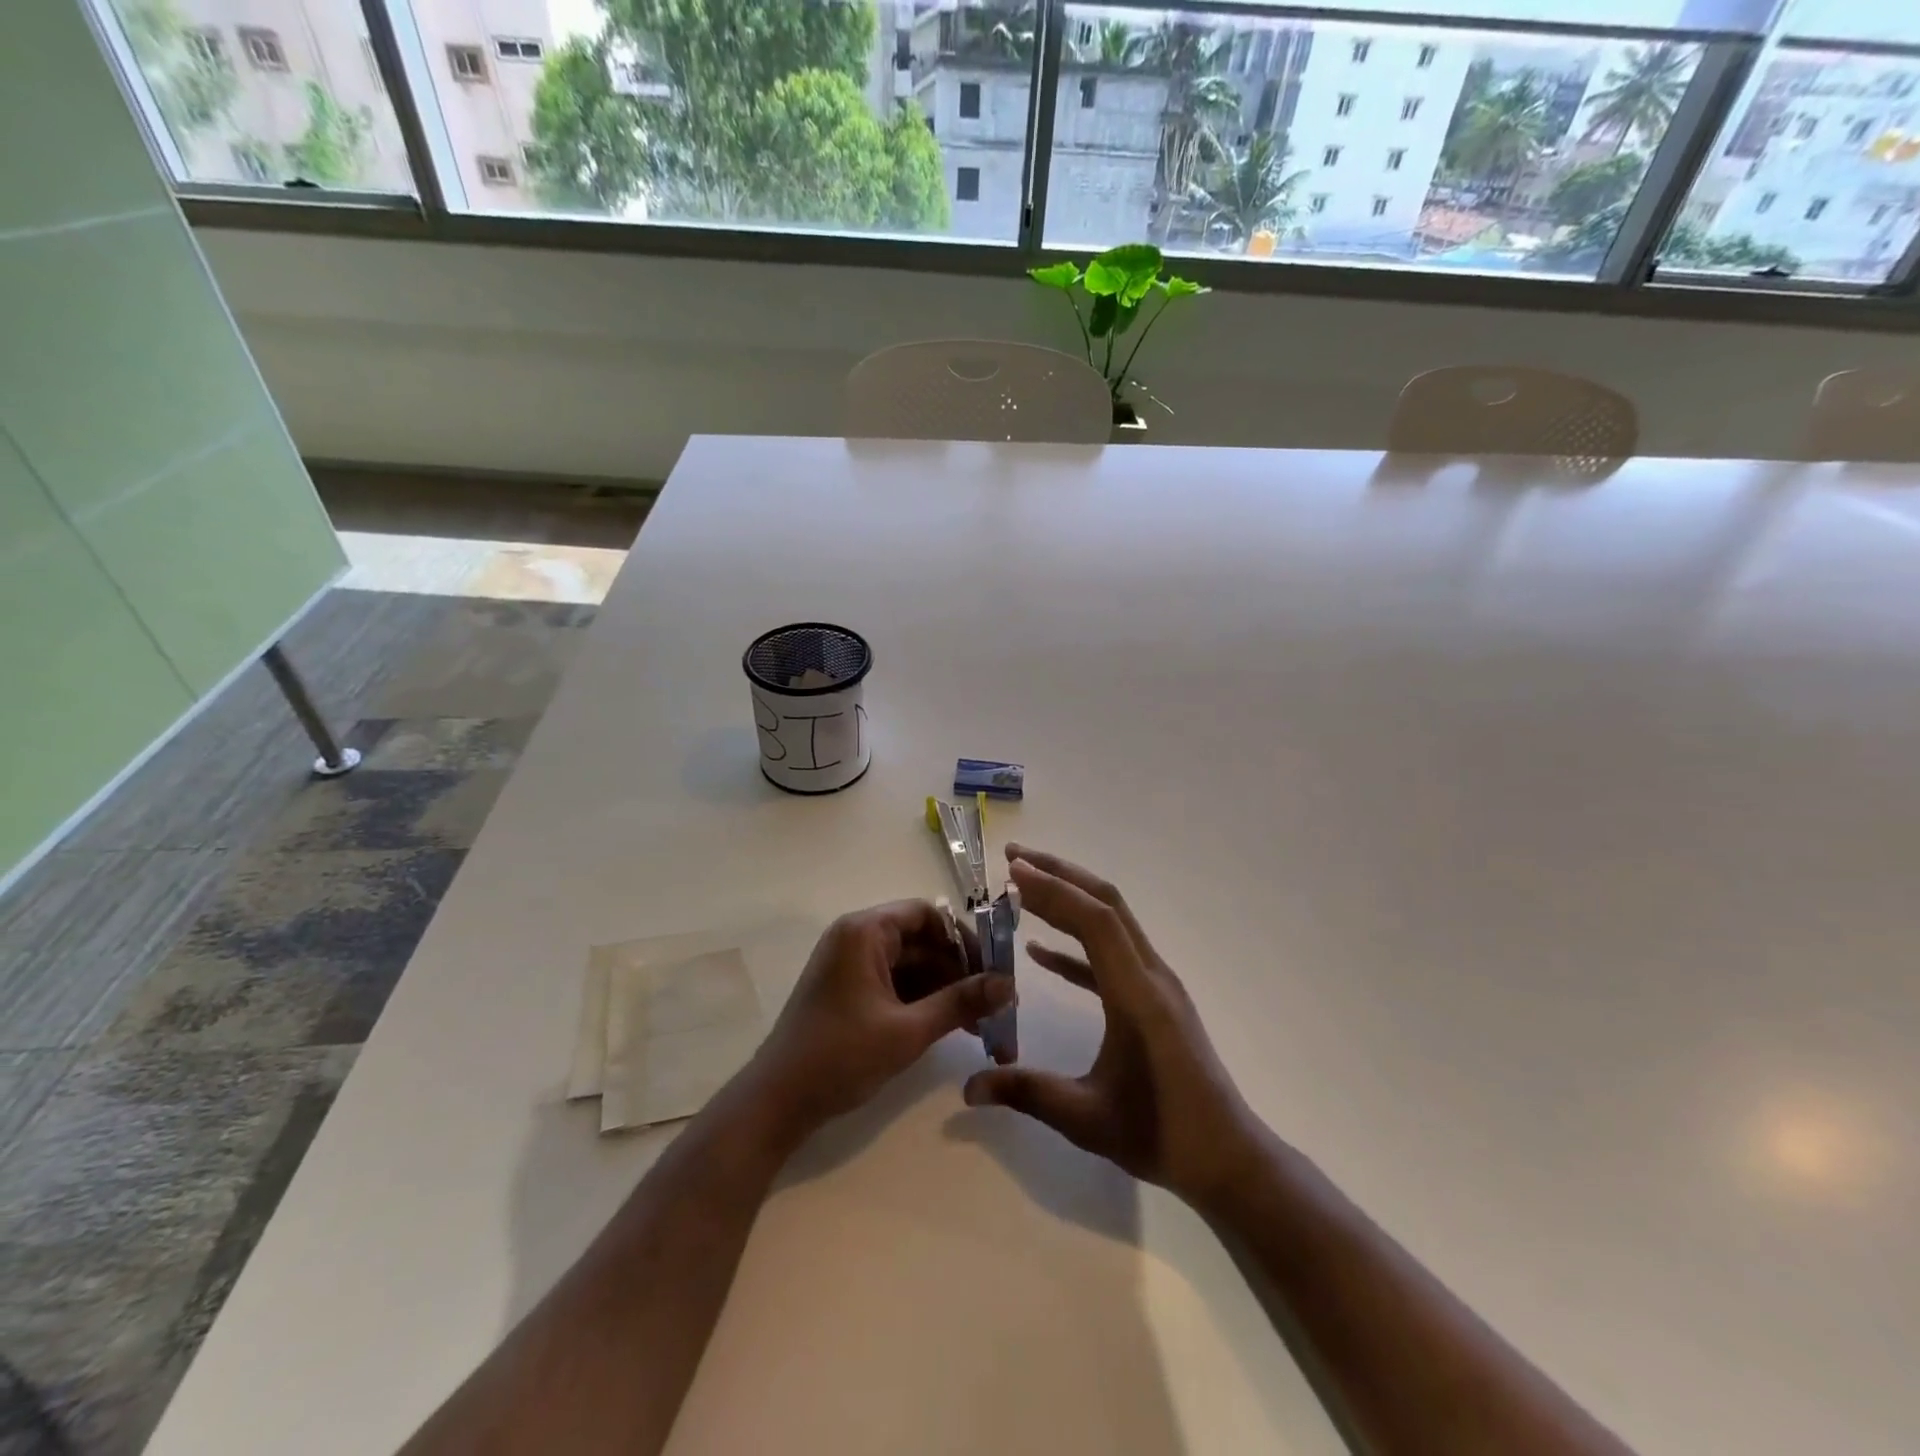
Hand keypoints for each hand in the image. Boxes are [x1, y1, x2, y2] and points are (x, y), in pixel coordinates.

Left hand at [749, 901, 1011, 1141]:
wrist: (776, 1102)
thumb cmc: (840, 1056)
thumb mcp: (908, 1031)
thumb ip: (961, 1002)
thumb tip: (1010, 985)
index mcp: (865, 931)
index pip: (928, 915)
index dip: (964, 940)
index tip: (994, 973)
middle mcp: (857, 937)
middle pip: (922, 941)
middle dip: (960, 972)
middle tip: (996, 1007)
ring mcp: (851, 964)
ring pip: (913, 965)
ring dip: (945, 990)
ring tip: (981, 1025)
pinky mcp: (850, 990)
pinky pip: (896, 983)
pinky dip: (923, 1001)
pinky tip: (950, 1027)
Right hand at [963, 847, 1258, 1211]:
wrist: (1227, 1157)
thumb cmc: (1161, 1136)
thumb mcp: (1087, 1119)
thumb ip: (1026, 1093)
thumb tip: (968, 1086)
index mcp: (1137, 994)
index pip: (1095, 921)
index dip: (1054, 890)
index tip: (1012, 872)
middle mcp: (1150, 975)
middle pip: (1106, 904)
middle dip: (1060, 875)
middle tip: (1013, 859)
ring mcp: (1155, 984)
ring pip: (1111, 922)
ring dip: (1069, 899)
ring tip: (1023, 887)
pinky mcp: (1154, 999)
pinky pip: (1110, 956)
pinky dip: (1076, 944)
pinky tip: (1041, 952)